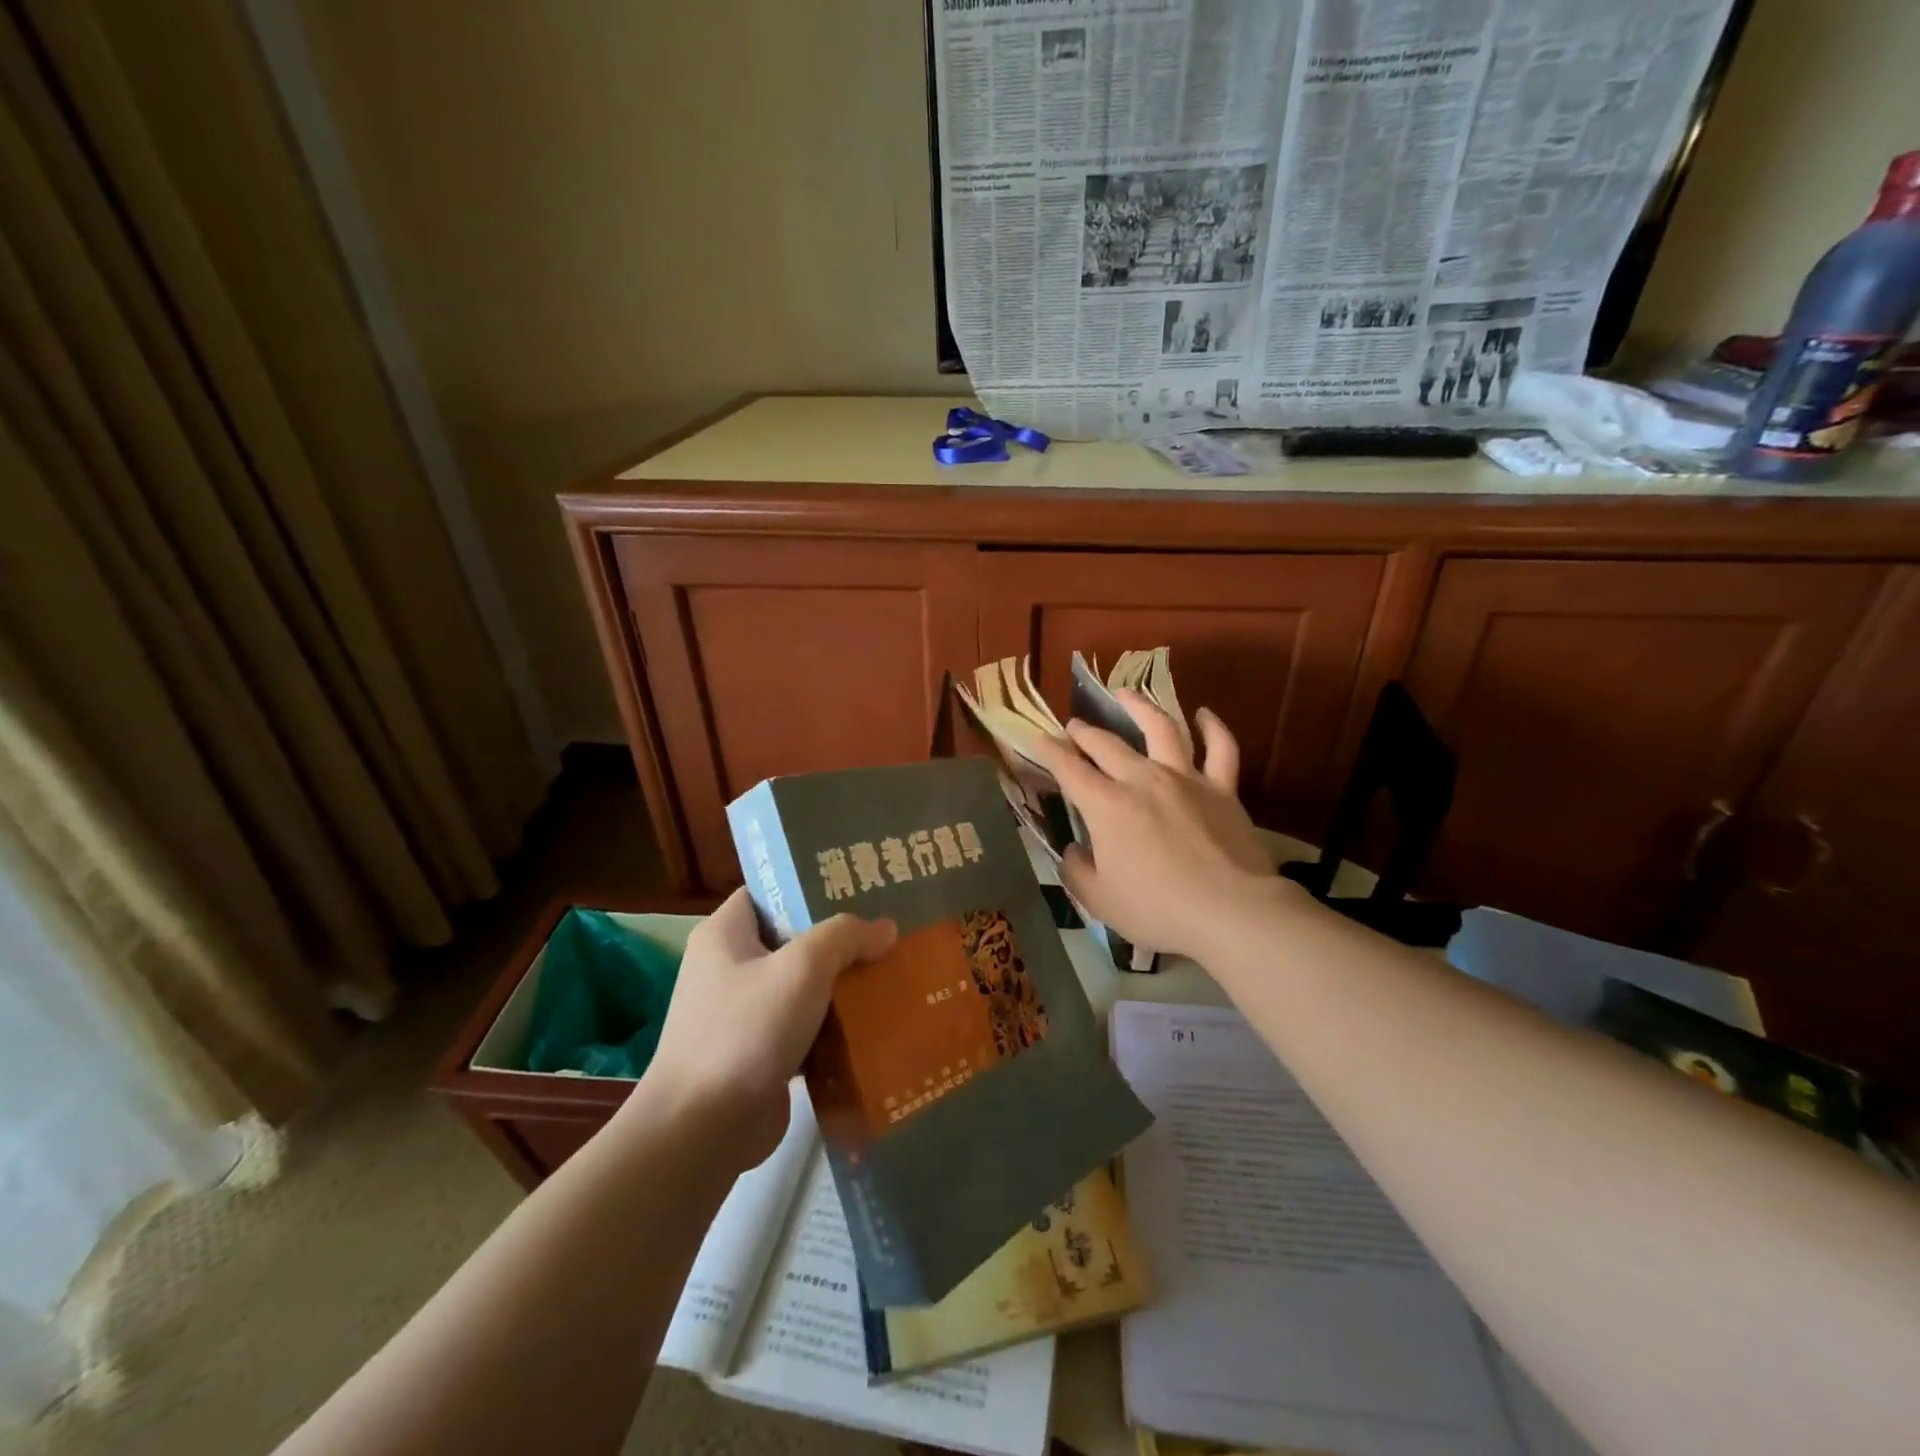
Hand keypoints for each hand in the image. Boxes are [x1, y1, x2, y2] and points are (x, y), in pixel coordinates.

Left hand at [633, 890, 895, 1166]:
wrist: (702, 1132)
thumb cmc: (746, 1032)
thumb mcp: (801, 968)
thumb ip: (845, 937)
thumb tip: (886, 928)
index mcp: (724, 934)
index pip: (771, 891)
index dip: (811, 884)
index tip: (860, 885)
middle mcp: (729, 967)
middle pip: (793, 938)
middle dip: (840, 938)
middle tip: (889, 930)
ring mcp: (742, 1013)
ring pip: (803, 985)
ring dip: (842, 984)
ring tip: (893, 972)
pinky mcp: (759, 1053)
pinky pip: (804, 1026)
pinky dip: (834, 1024)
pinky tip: (876, 1022)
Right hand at [1029, 692, 1287, 961]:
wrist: (1230, 911)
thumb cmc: (1158, 908)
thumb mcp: (1100, 900)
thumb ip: (1077, 871)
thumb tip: (1073, 850)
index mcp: (1107, 805)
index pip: (1070, 769)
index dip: (1050, 751)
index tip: (1038, 738)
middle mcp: (1143, 780)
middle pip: (1108, 744)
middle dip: (1085, 732)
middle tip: (1074, 725)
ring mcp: (1186, 779)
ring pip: (1161, 728)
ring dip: (1139, 707)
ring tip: (1125, 693)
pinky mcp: (1222, 789)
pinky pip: (1221, 749)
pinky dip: (1212, 728)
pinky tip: (1204, 714)